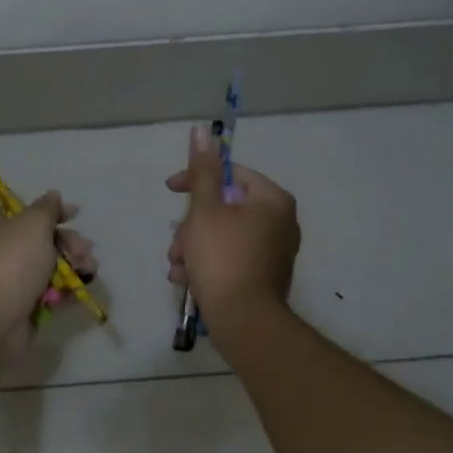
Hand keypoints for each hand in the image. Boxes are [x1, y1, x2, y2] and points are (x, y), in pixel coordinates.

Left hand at [0, 191, 96, 347]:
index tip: (76, 215)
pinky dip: (63, 290)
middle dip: (68, 244)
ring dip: (71, 266)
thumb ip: (47, 208)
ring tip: (89, 271)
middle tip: (86, 252)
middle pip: (38, 241)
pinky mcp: (17, 308)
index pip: (23, 213)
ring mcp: (5, 282)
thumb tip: (53, 195)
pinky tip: (78, 291)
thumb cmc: (10, 263)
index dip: (51, 213)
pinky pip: (45, 293)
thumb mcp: (32, 224)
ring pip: (45, 268)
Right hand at [166, 126, 298, 328]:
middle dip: (192, 226)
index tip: (170, 190)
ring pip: (223, 235)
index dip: (196, 180)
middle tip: (177, 246)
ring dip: (194, 247)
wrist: (244, 321)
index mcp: (272, 199)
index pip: (230, 174)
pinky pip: (232, 257)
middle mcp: (281, 221)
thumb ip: (202, 171)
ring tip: (178, 267)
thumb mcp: (205, 209)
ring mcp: (275, 251)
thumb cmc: (223, 257)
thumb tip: (202, 131)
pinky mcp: (265, 275)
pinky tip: (188, 280)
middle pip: (225, 208)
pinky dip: (208, 263)